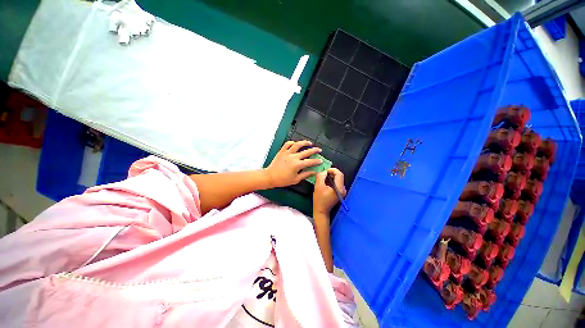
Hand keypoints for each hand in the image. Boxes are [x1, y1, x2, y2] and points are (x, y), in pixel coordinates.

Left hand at [264, 140, 321, 187]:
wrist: (270, 177)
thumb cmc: (283, 180)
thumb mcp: (296, 179)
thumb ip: (306, 174)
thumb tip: (314, 172)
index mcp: (297, 165)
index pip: (310, 162)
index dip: (316, 161)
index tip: (321, 161)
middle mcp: (293, 157)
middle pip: (306, 152)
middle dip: (314, 150)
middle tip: (319, 150)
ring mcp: (287, 153)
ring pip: (297, 144)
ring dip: (304, 142)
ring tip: (309, 143)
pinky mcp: (281, 151)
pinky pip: (287, 144)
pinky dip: (292, 142)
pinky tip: (296, 143)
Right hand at [313, 168, 345, 214]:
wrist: (321, 211)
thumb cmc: (319, 200)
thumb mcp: (318, 186)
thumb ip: (321, 176)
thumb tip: (324, 171)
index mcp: (339, 188)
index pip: (339, 174)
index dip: (332, 170)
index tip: (324, 170)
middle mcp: (343, 189)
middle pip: (339, 176)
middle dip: (331, 173)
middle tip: (323, 173)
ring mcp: (342, 191)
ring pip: (337, 179)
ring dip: (330, 176)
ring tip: (323, 178)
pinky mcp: (339, 192)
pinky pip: (336, 183)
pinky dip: (331, 180)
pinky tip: (325, 183)